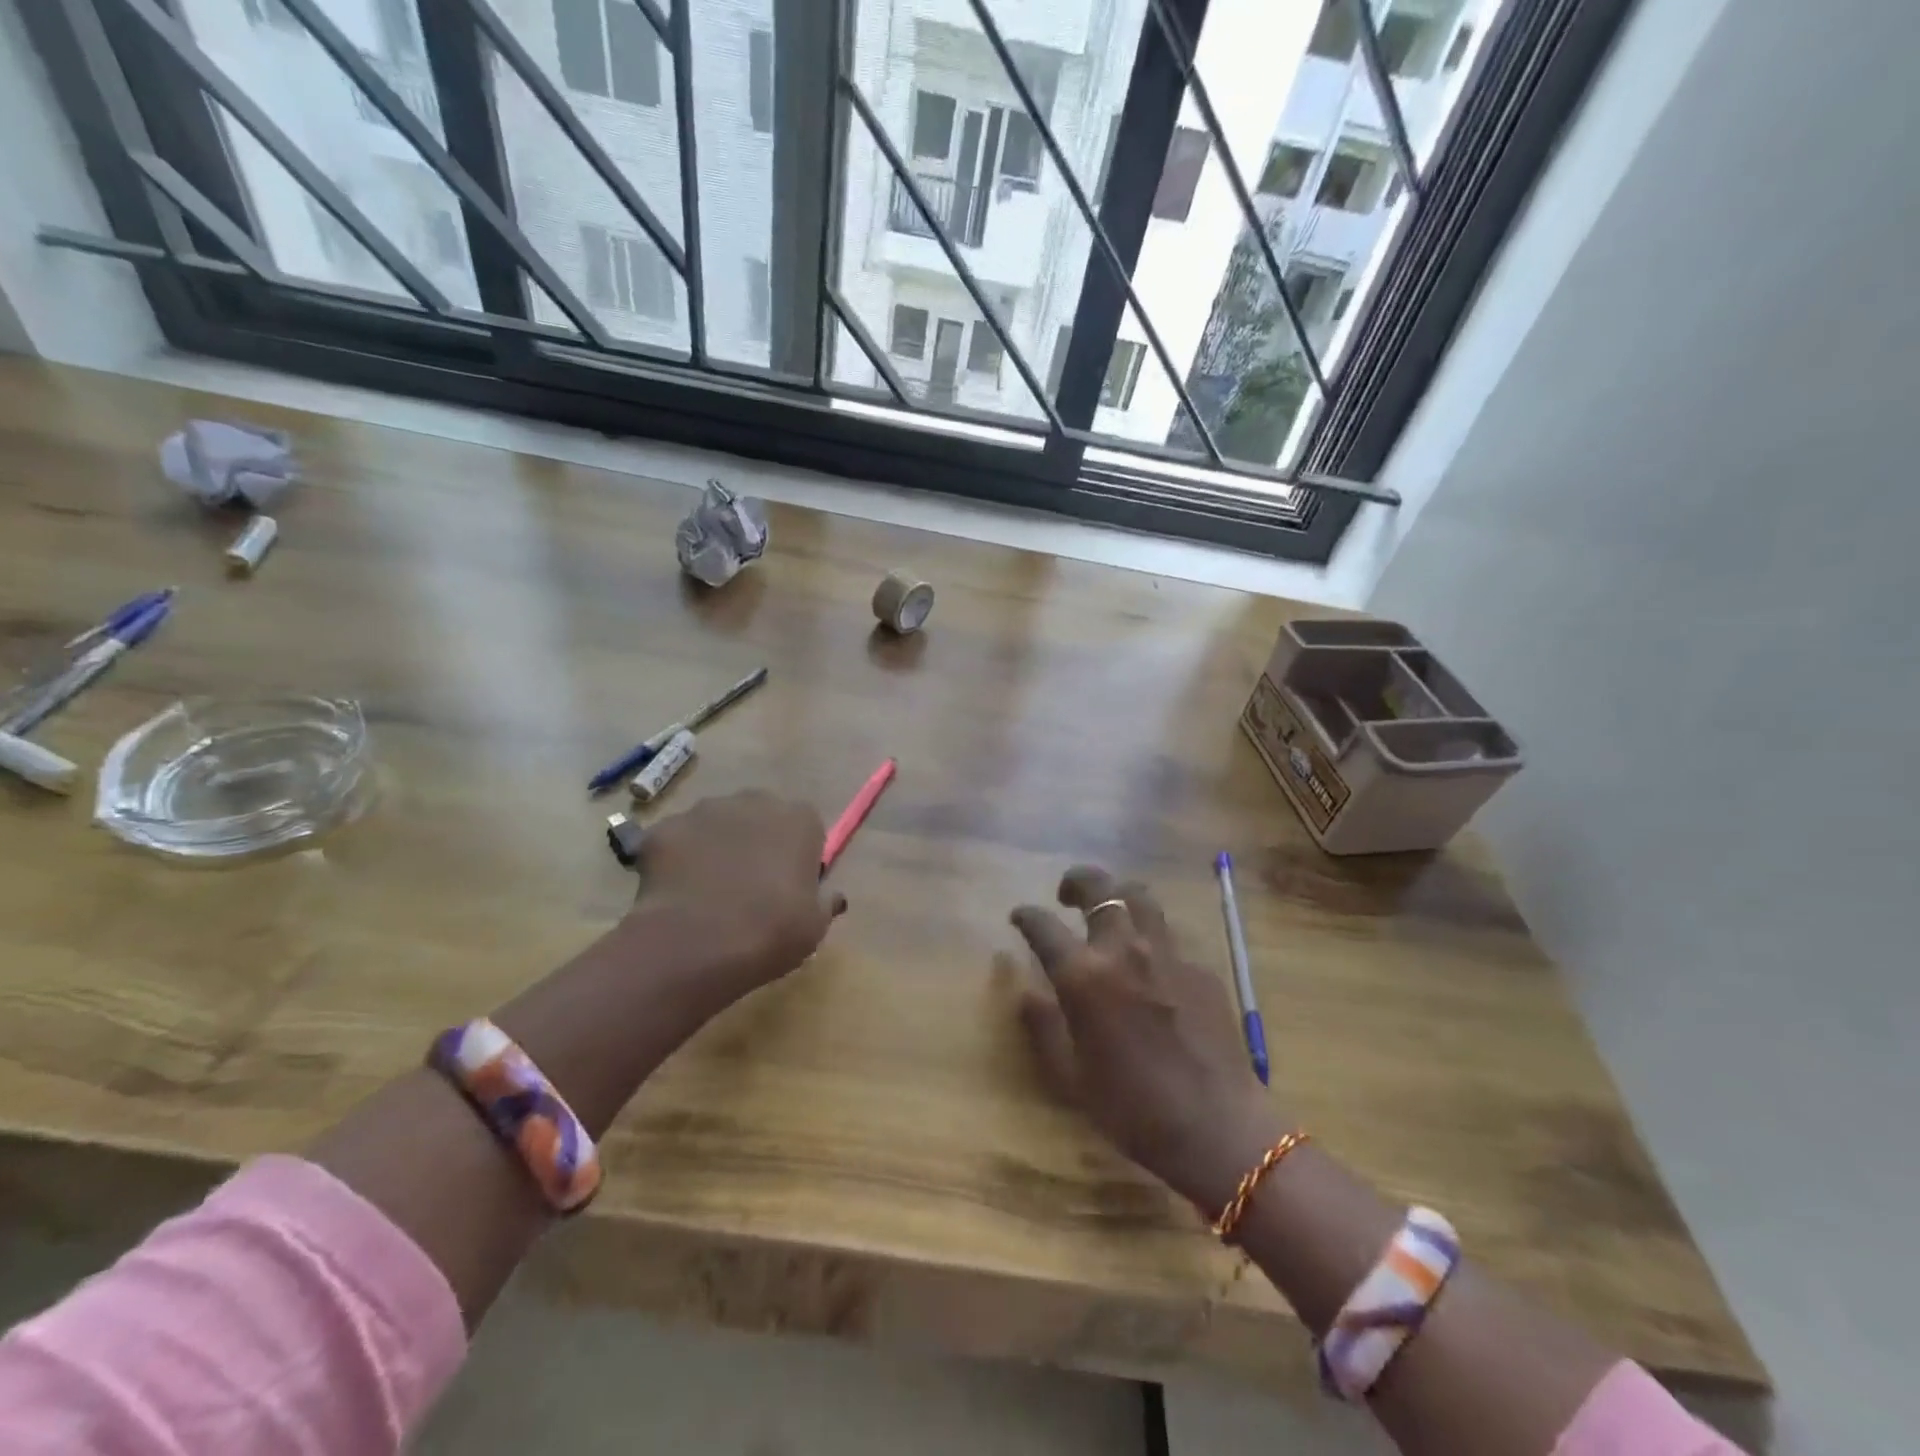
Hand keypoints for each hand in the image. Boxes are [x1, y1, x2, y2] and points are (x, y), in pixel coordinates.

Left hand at [629, 790, 845, 1012]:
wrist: (695, 944)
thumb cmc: (771, 931)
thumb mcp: (815, 926)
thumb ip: (824, 902)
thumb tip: (830, 895)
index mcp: (799, 819)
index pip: (806, 828)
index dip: (798, 857)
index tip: (792, 887)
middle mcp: (754, 801)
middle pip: (759, 817)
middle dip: (756, 843)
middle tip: (750, 888)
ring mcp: (703, 811)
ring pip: (715, 825)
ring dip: (715, 848)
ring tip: (707, 894)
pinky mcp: (662, 829)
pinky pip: (675, 842)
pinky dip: (676, 861)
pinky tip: (675, 896)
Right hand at [1009, 865, 1281, 1211]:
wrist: (1216, 1127)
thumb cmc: (1132, 1108)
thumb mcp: (1070, 1076)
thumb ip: (1043, 1026)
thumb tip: (1025, 993)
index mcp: (1084, 976)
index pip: (1044, 926)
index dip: (1027, 916)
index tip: (1019, 916)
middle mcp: (1124, 949)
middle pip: (1099, 888)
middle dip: (1077, 881)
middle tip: (1067, 893)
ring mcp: (1168, 953)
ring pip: (1140, 897)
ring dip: (1118, 894)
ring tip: (1111, 909)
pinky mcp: (1201, 967)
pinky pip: (1170, 935)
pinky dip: (1151, 935)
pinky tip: (1151, 961)